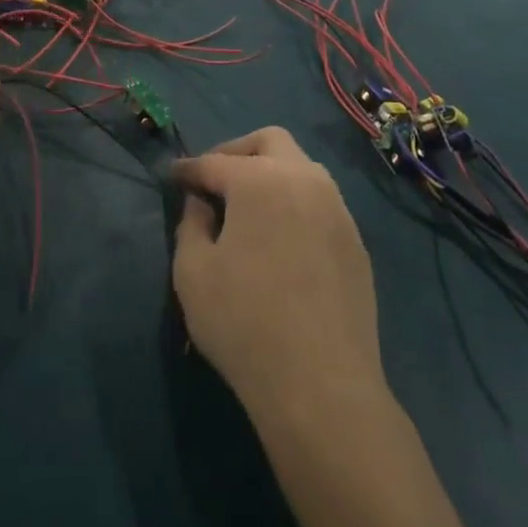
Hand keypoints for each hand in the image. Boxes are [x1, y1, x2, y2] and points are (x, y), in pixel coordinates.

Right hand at [172, 129, 384, 419]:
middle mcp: (304, 179)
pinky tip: (281, 238)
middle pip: (269, 142)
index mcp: (260, 180)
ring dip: (270, 174)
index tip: (173, 176)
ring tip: (247, 208)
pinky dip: (294, 202)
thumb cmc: (245, 323)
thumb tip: (200, 203)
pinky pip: (320, 201)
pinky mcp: (355, 240)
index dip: (188, 169)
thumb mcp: (193, 272)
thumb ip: (191, 224)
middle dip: (236, 152)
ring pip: (301, 167)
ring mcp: (337, 208)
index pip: (214, 162)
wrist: (321, 384)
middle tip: (214, 181)